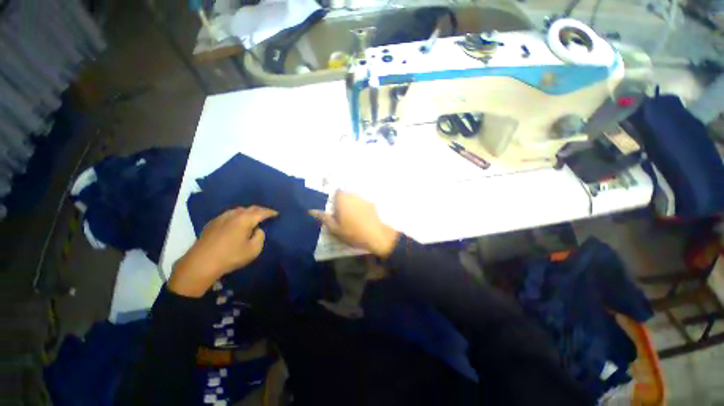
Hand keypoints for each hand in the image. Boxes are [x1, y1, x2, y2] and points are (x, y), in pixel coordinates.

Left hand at [169, 206, 277, 297]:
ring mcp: (221, 217)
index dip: (271, 212)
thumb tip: (257, 230)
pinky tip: (237, 221)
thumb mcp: (254, 249)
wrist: (201, 263)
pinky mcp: (212, 223)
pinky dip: (237, 215)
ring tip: (253, 217)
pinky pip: (230, 214)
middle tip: (267, 214)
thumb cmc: (231, 256)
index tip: (277, 214)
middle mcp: (234, 214)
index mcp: (246, 219)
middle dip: (260, 210)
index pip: (262, 212)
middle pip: (250, 208)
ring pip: (239, 210)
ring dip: (248, 212)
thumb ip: (260, 236)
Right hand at [310, 192, 398, 257]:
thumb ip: (324, 218)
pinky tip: (362, 218)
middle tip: (342, 215)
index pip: (337, 192)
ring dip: (352, 204)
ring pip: (355, 198)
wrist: (375, 236)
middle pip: (346, 194)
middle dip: (343, 202)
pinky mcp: (372, 204)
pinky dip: (360, 207)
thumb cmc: (352, 233)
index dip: (335, 199)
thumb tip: (312, 211)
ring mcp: (364, 199)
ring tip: (352, 217)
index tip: (334, 209)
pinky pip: (362, 203)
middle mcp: (353, 196)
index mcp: (343, 200)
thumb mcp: (335, 228)